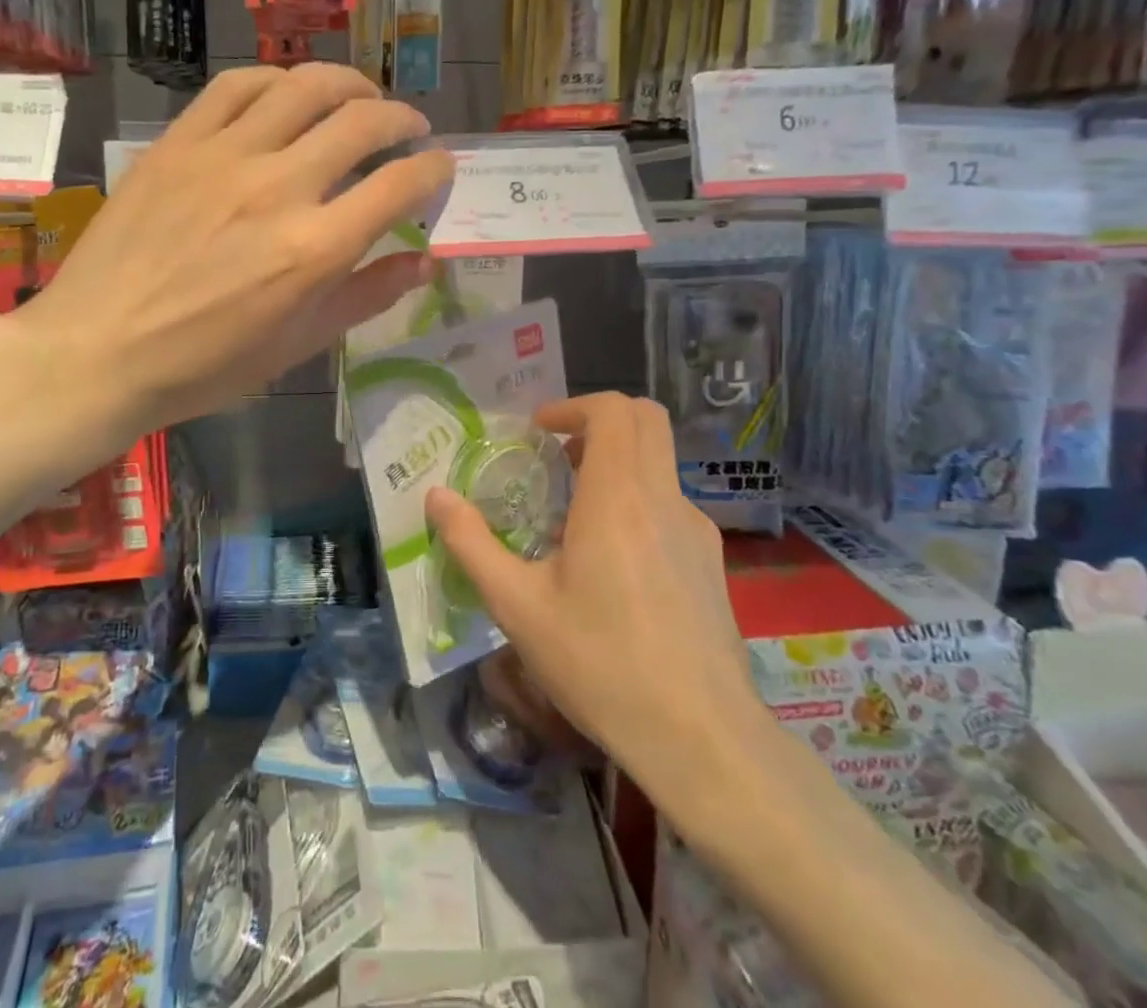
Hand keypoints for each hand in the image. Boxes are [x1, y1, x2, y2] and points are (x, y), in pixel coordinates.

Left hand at [22, 63, 454, 442]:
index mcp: (315, 249)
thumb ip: (366, 296)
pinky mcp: (179, 143)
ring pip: (305, 88)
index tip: (440, 167)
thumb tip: (425, 262)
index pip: (400, 184)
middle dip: (403, 119)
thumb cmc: (204, 365)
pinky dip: (277, 79)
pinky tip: (289, 92)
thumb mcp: (298, 345)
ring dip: (349, 84)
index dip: (434, 168)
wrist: (98, 349)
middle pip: (362, 123)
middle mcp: (278, 188)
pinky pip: (236, 86)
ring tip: (362, 97)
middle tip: (410, 128)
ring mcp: (224, 157)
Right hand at [426, 393, 758, 778]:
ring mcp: (696, 530)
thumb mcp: (517, 606)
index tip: (538, 433)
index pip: (613, 409)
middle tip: (556, 455)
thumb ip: (471, 543)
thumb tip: (436, 496)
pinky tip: (612, 561)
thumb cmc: (601, 664)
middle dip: (598, 421)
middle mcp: (664, 498)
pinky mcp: (711, 562)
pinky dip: (637, 500)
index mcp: (618, 496)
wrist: (702, 740)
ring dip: (617, 462)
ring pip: (659, 462)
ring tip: (574, 513)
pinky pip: (670, 504)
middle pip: (646, 419)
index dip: (572, 406)